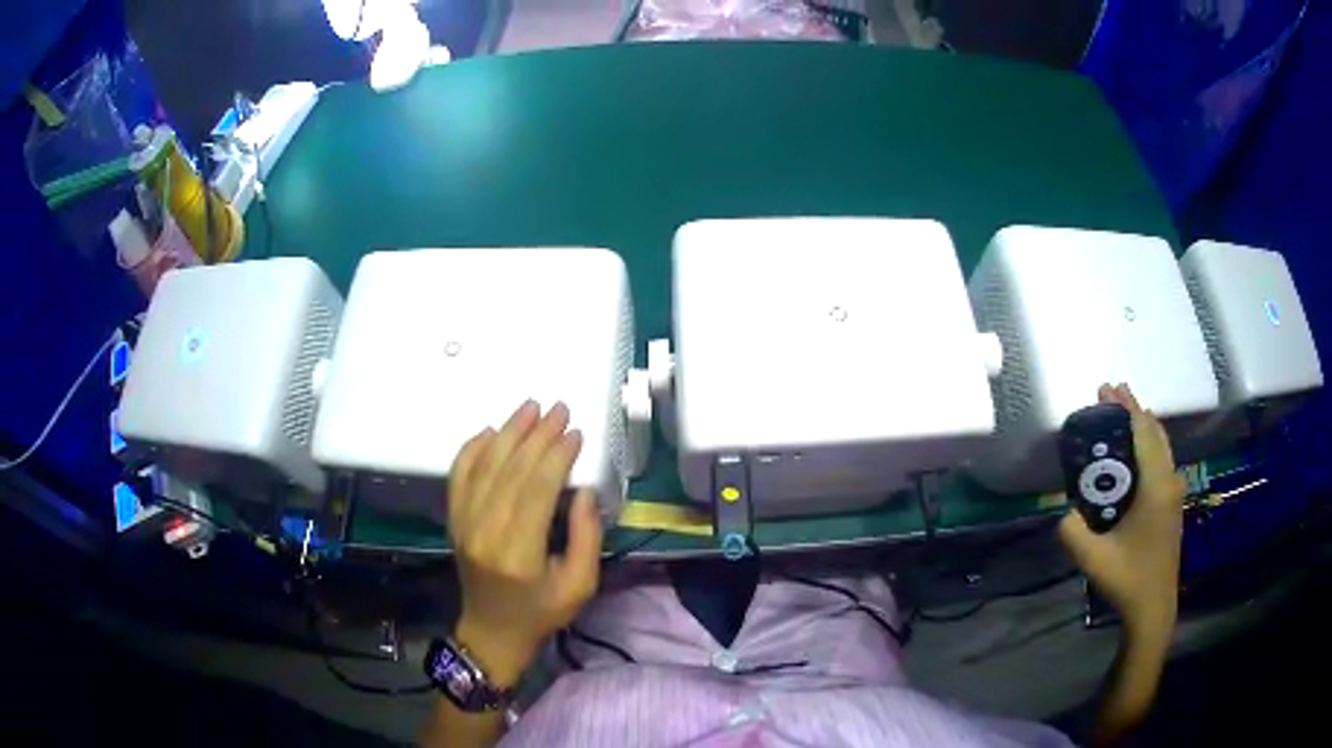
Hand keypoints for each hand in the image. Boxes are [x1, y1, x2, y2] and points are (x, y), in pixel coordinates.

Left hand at [447, 401, 602, 685]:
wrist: (492, 631)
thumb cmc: (541, 612)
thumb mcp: (580, 585)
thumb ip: (585, 537)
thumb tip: (584, 490)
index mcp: (518, 552)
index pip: (536, 489)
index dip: (556, 456)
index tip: (575, 433)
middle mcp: (485, 532)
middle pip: (511, 470)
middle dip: (537, 435)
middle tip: (559, 409)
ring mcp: (463, 523)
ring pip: (484, 465)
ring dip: (507, 432)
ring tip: (530, 407)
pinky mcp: (454, 520)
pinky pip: (458, 474)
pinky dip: (472, 448)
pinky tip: (491, 430)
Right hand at [1059, 384, 1185, 641]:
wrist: (1154, 606)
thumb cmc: (1128, 579)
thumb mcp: (1093, 558)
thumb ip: (1073, 530)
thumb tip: (1063, 509)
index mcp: (1156, 487)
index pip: (1143, 433)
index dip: (1126, 408)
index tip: (1108, 388)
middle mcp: (1170, 481)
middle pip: (1155, 432)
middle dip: (1134, 410)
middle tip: (1111, 394)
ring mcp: (1174, 492)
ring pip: (1162, 445)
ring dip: (1142, 426)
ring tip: (1122, 414)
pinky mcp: (1173, 503)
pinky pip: (1162, 459)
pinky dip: (1149, 443)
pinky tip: (1136, 451)